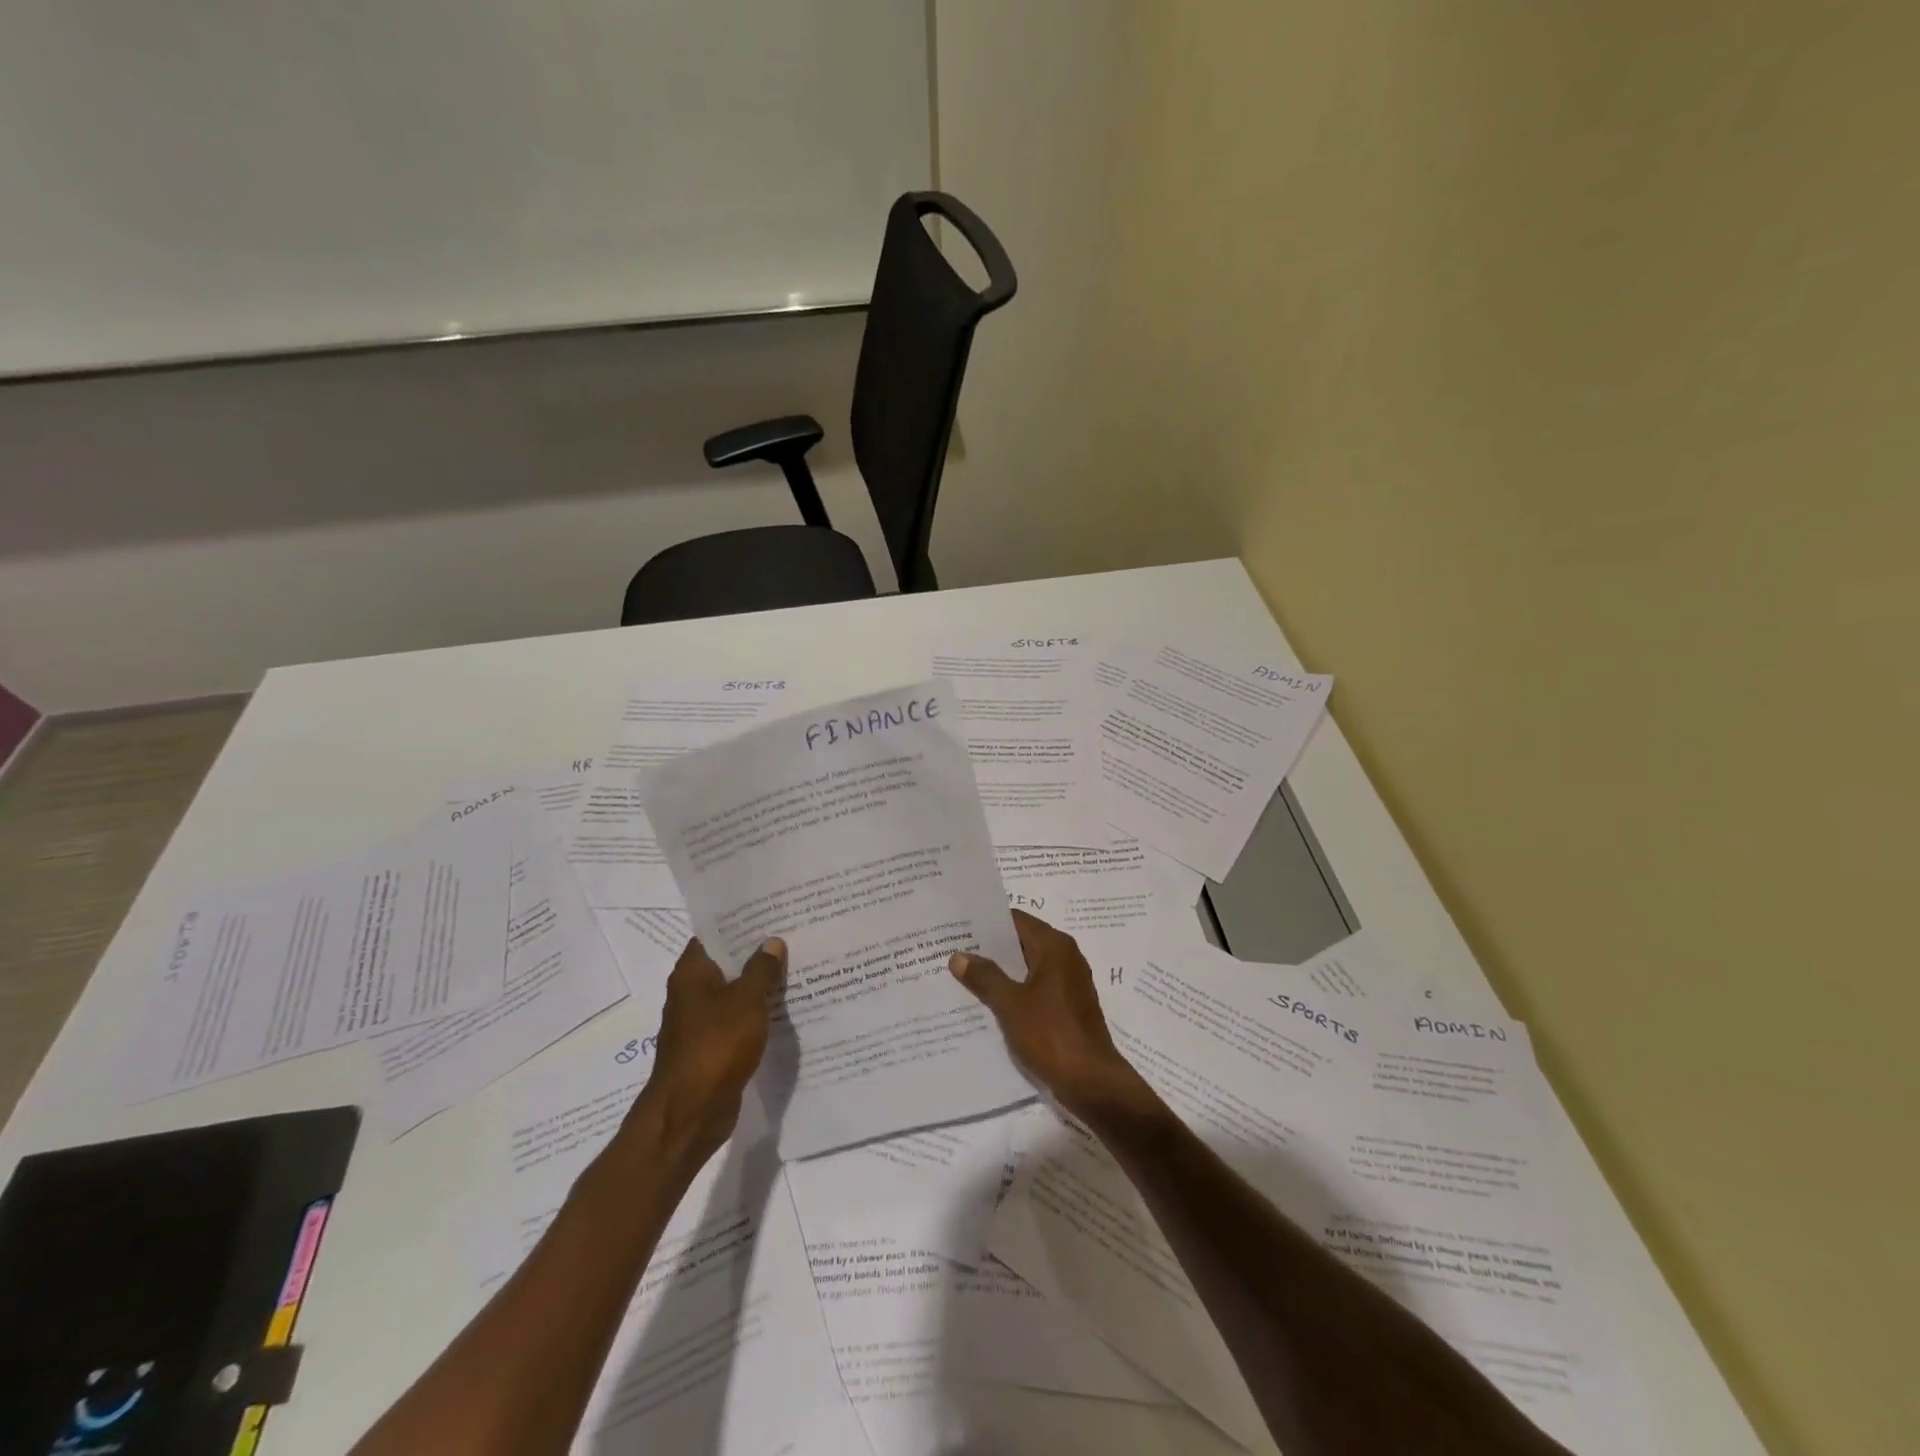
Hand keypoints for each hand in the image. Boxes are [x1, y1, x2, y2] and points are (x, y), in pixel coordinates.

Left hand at [623, 937, 785, 1164]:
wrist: (690, 1112)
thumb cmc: (715, 1046)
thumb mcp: (747, 1000)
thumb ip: (762, 969)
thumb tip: (772, 941)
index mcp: (691, 974)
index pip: (713, 935)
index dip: (739, 923)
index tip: (769, 912)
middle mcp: (690, 993)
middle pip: (726, 964)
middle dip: (755, 953)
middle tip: (792, 936)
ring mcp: (700, 1023)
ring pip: (734, 993)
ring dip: (758, 985)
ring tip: (795, 968)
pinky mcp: (711, 1048)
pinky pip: (737, 1021)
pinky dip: (756, 1014)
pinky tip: (784, 1010)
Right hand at [950, 910, 1149, 1119]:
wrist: (1091, 1082)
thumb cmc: (1051, 1034)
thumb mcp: (1010, 1004)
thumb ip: (984, 976)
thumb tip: (959, 955)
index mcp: (1054, 947)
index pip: (1016, 920)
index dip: (987, 923)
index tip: (959, 927)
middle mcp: (1066, 957)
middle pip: (1022, 942)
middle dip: (990, 948)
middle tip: (954, 950)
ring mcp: (1069, 982)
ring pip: (1028, 967)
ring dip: (1002, 971)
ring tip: (965, 975)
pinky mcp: (1069, 1006)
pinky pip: (1036, 987)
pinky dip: (1015, 990)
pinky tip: (989, 1002)